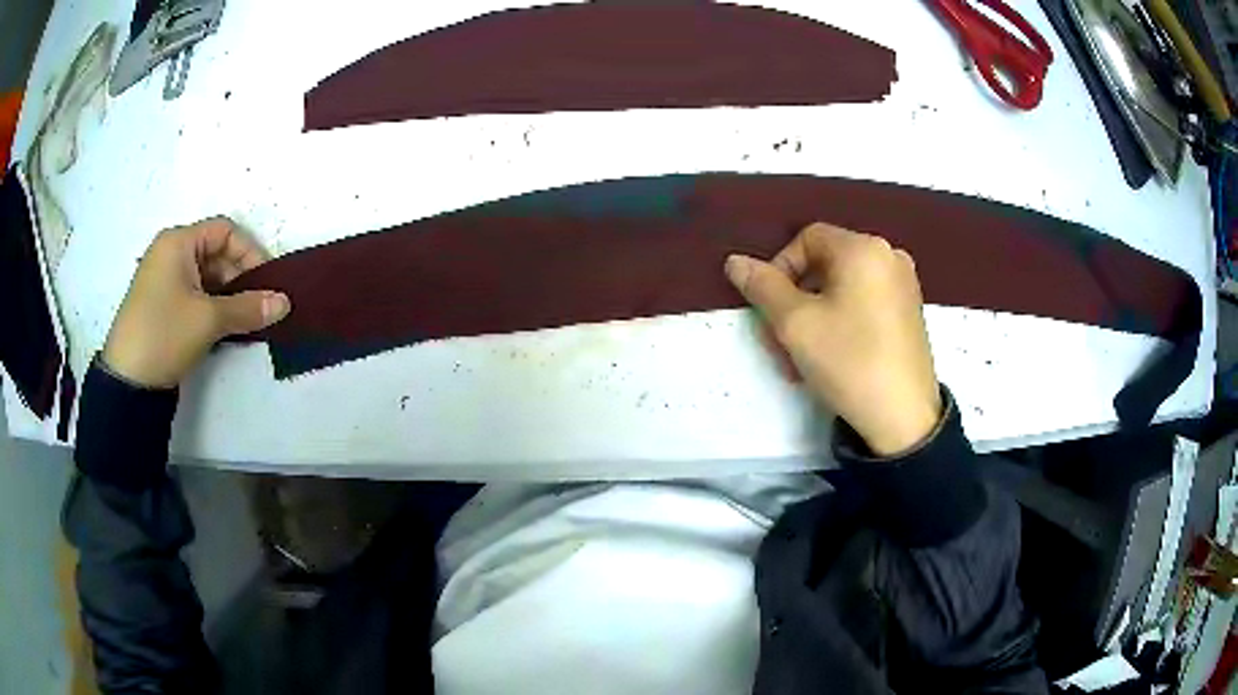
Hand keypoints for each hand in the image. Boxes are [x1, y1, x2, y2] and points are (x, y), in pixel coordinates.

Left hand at [102, 217, 290, 387]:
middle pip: (215, 253)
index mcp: (178, 242)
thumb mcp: (209, 320)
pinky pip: (194, 294)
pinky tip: (224, 327)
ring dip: (228, 296)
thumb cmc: (165, 334)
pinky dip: (212, 306)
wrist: (127, 382)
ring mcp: (163, 279)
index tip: (267, 283)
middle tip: (258, 306)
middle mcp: (169, 252)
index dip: (250, 252)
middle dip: (240, 278)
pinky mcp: (161, 304)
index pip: (225, 231)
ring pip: (206, 277)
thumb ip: (248, 308)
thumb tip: (285, 303)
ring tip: (245, 320)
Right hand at [725, 223, 940, 456]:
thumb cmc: (849, 361)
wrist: (904, 418)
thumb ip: (762, 286)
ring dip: (814, 315)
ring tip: (801, 358)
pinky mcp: (911, 311)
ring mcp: (904, 284)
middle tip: (780, 341)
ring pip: (843, 287)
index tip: (771, 309)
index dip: (780, 268)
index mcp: (864, 248)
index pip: (807, 238)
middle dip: (795, 299)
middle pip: (825, 264)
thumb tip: (736, 261)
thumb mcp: (795, 324)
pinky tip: (832, 356)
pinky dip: (841, 321)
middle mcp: (889, 256)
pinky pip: (864, 303)